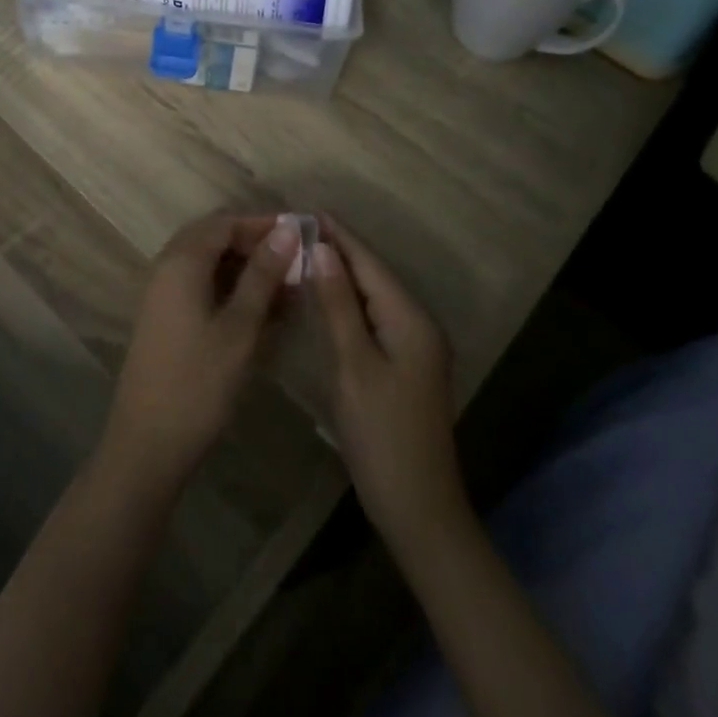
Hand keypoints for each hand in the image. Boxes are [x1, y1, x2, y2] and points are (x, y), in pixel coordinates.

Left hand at [99, 211, 299, 498]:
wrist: (147, 443)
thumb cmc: (198, 383)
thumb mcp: (240, 327)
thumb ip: (262, 275)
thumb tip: (286, 230)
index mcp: (181, 261)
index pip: (225, 222)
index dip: (264, 223)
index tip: (302, 234)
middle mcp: (167, 267)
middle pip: (215, 238)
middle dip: (256, 244)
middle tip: (296, 261)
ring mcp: (163, 293)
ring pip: (210, 264)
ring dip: (246, 269)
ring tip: (288, 288)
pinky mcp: (166, 317)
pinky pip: (202, 286)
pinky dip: (232, 290)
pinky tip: (263, 310)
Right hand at [310, 217, 471, 561]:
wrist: (418, 507)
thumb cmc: (382, 435)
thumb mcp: (354, 365)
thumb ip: (338, 306)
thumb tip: (324, 250)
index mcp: (411, 319)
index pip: (370, 264)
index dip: (340, 235)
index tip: (308, 209)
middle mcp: (419, 324)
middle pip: (374, 276)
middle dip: (340, 250)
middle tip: (298, 228)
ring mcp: (415, 346)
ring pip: (374, 296)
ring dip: (342, 274)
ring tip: (306, 251)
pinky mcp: (405, 364)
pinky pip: (375, 317)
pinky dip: (349, 302)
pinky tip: (326, 297)